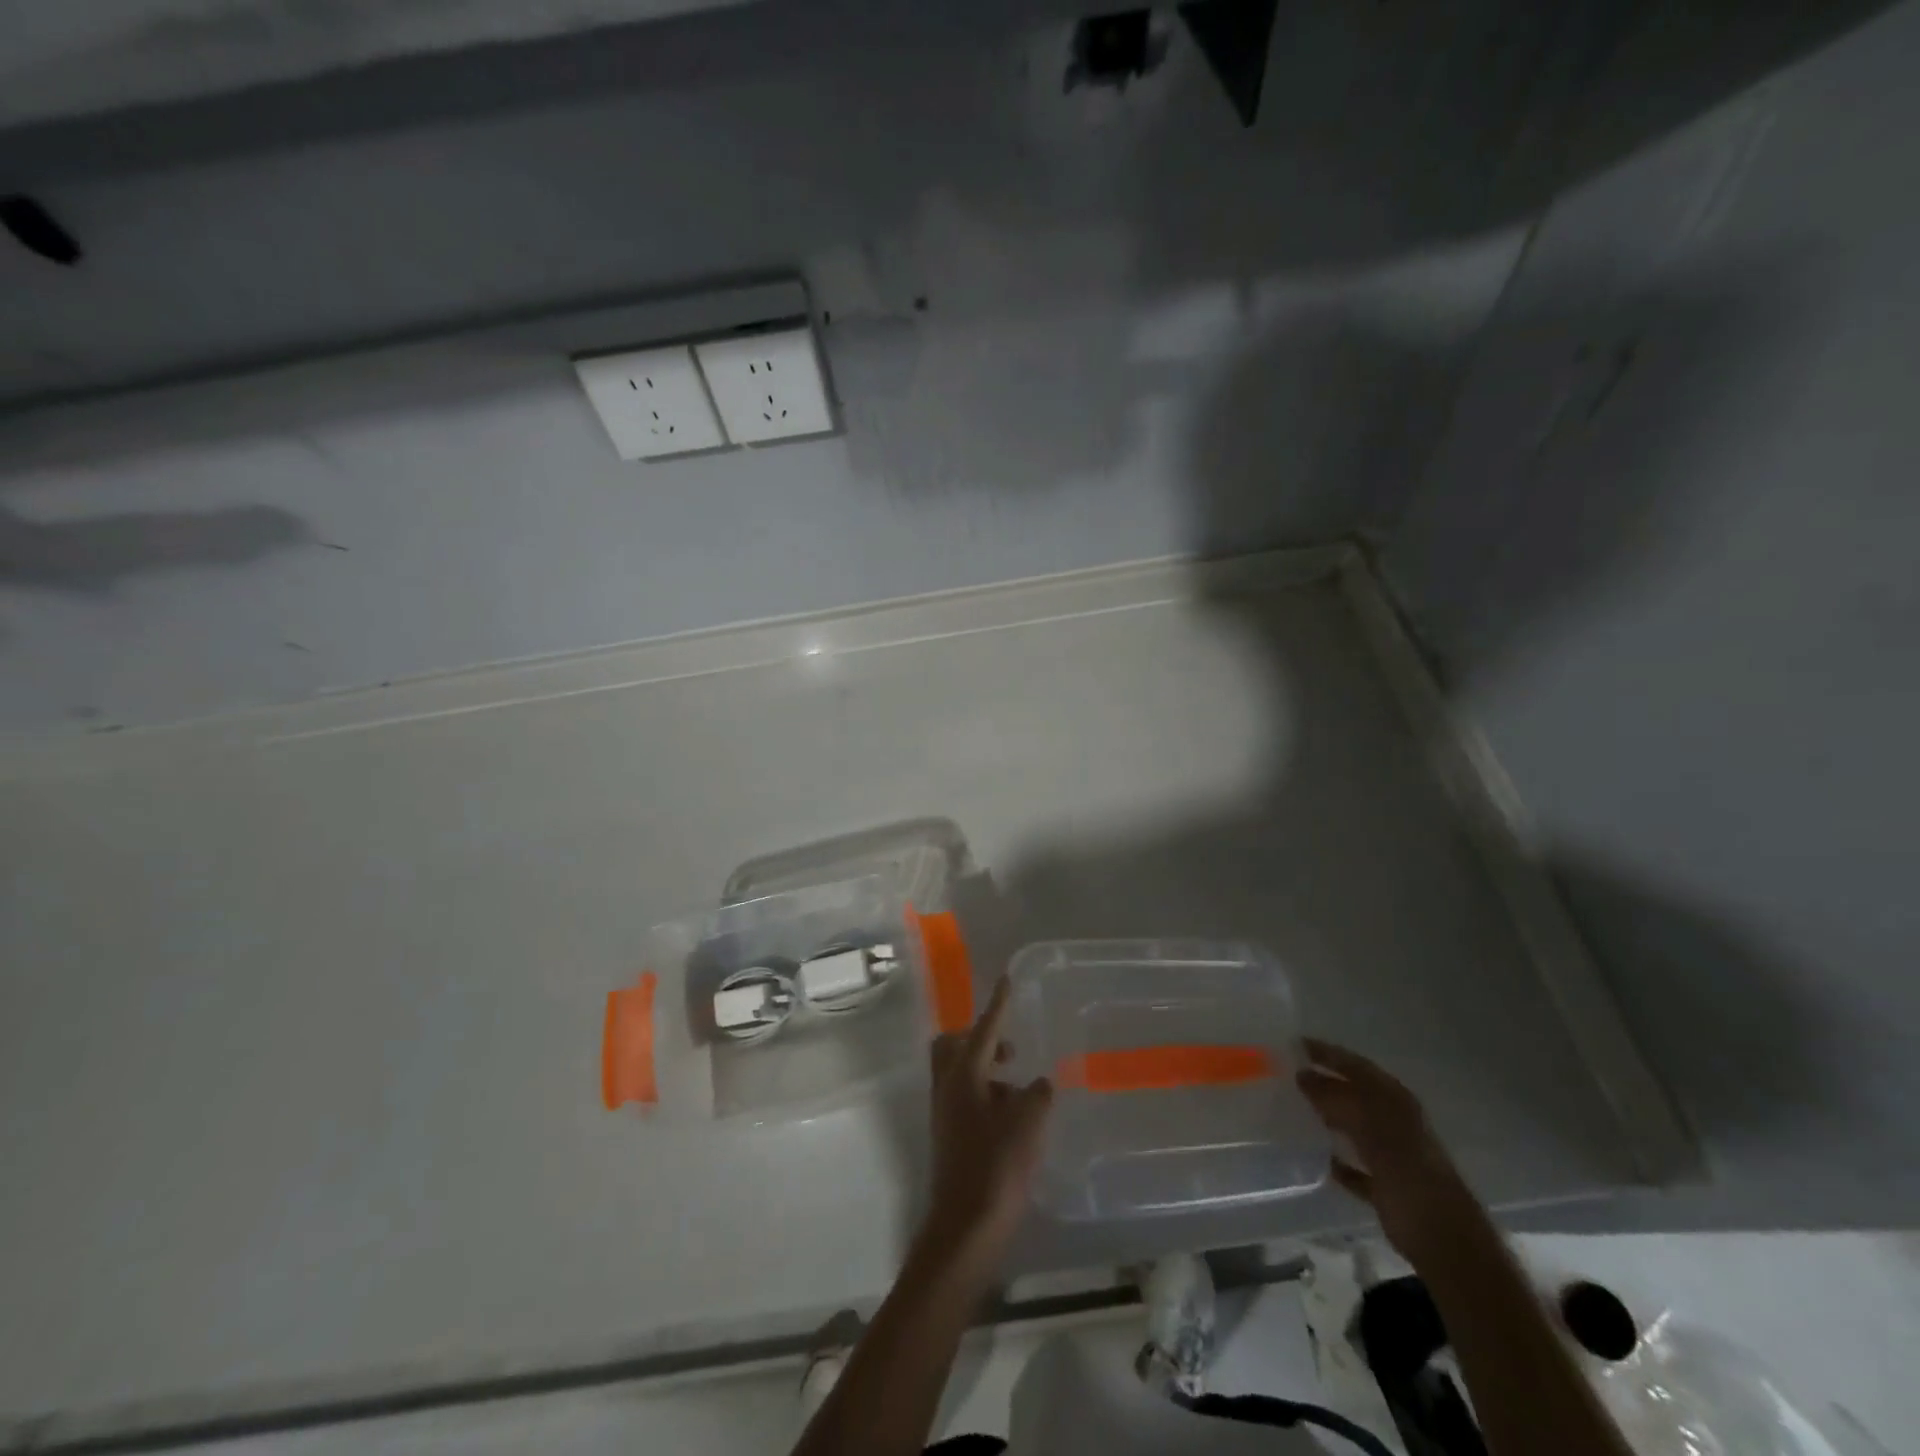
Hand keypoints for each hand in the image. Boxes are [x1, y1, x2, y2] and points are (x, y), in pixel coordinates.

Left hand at [921, 978, 1052, 1267]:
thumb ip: (1036, 1097)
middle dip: (981, 1038)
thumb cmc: (996, 1170)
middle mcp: (947, 1087)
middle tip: (1010, 1048)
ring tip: (1021, 1089)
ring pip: (960, 1072)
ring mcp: (944, 1112)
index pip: (984, 1029)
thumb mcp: (1027, 1127)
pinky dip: (987, 1095)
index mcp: (964, 1076)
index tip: (1007, 980)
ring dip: (987, 1069)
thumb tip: (1039, 1084)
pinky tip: (1013, 1118)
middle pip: (955, 1045)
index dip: (998, 1004)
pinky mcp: (949, 1135)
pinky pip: (965, 1097)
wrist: (965, 1226)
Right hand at [1296, 1038, 1480, 1260]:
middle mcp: (1396, 1123)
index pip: (1356, 1066)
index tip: (1295, 1044)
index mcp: (1395, 1102)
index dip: (1328, 1053)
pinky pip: (1358, 1167)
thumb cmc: (1407, 1174)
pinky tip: (1321, 1160)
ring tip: (1297, 1109)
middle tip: (1289, 1074)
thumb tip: (1303, 1075)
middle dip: (1326, 1083)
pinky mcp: (1388, 1189)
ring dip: (1331, 1118)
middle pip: (1355, 1095)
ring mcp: (1394, 1157)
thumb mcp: (1369, 1128)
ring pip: (1356, 1128)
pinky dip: (1341, 1162)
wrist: (1444, 1241)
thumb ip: (1336, 1099)